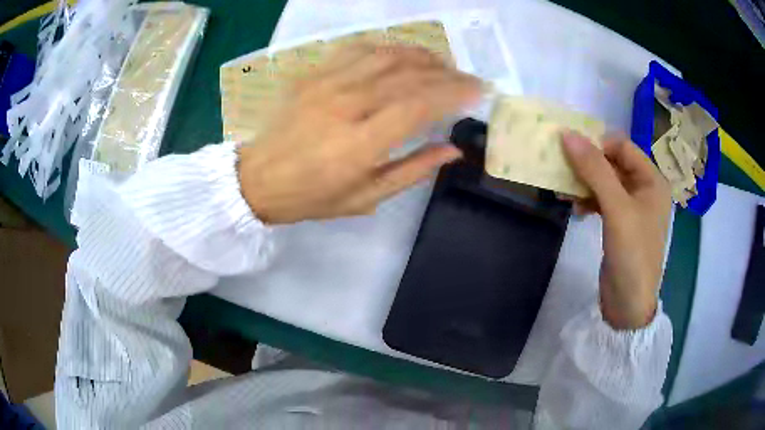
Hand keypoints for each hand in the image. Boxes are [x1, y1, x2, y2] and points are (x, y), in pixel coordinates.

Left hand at [237, 44, 479, 223]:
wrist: (258, 178)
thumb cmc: (312, 196)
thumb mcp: (366, 199)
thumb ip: (413, 171)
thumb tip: (452, 149)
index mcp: (360, 145)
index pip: (419, 106)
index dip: (454, 94)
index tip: (479, 90)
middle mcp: (345, 106)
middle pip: (407, 75)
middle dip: (447, 73)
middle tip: (468, 77)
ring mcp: (326, 85)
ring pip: (386, 55)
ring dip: (421, 55)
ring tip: (443, 63)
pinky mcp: (313, 74)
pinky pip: (357, 49)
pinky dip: (387, 47)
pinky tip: (402, 54)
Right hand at [561, 131, 671, 329]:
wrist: (629, 304)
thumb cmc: (632, 253)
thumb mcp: (616, 208)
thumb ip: (595, 170)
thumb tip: (567, 134)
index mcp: (652, 180)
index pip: (622, 147)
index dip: (597, 145)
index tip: (571, 152)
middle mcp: (644, 189)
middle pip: (613, 163)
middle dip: (588, 165)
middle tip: (562, 168)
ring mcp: (632, 208)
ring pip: (605, 182)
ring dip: (585, 183)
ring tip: (564, 191)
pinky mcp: (620, 224)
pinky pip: (603, 201)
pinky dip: (588, 201)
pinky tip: (575, 209)